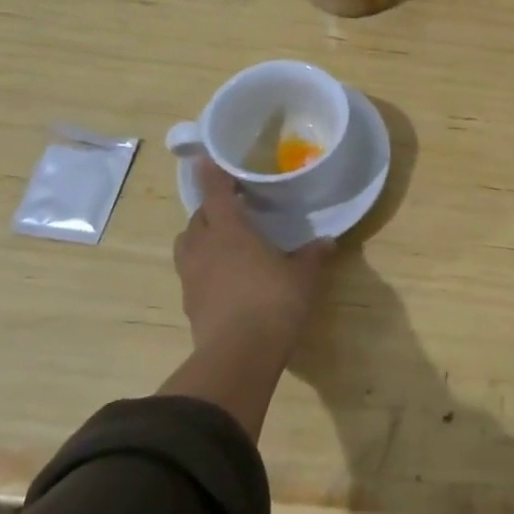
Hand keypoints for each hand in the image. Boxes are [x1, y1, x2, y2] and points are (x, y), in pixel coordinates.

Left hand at [174, 156, 334, 365]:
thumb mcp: (304, 276)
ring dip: (200, 237)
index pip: (215, 193)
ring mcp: (192, 277)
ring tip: (222, 241)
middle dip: (210, 209)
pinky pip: (191, 273)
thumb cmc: (274, 302)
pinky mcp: (189, 304)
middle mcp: (204, 247)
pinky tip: (223, 276)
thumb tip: (327, 242)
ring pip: (187, 245)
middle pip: (197, 218)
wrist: (239, 355)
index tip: (206, 158)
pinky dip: (203, 266)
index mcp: (229, 231)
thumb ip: (312, 256)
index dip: (211, 174)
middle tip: (231, 208)